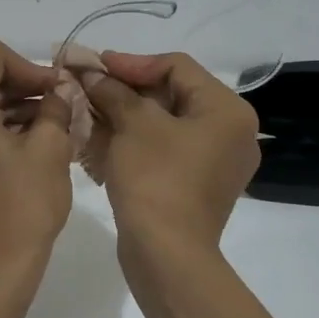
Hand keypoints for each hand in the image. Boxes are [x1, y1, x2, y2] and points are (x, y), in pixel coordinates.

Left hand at [0, 40, 72, 274]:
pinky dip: (6, 129)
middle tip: (67, 107)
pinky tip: (39, 143)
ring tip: (60, 127)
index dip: (31, 68)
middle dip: (28, 89)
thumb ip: (57, 107)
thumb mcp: (49, 150)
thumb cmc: (22, 208)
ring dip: (20, 110)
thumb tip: (62, 89)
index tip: (59, 92)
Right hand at [79, 52, 259, 252]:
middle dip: (125, 89)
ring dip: (126, 114)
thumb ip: (113, 91)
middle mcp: (230, 132)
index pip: (177, 67)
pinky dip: (135, 140)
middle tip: (89, 86)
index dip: (132, 63)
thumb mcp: (133, 125)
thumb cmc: (156, 179)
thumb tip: (91, 74)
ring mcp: (215, 162)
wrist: (166, 254)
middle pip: (172, 94)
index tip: (95, 65)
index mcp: (226, 110)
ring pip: (165, 123)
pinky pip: (164, 149)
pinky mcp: (197, 185)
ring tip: (88, 109)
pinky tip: (101, 137)